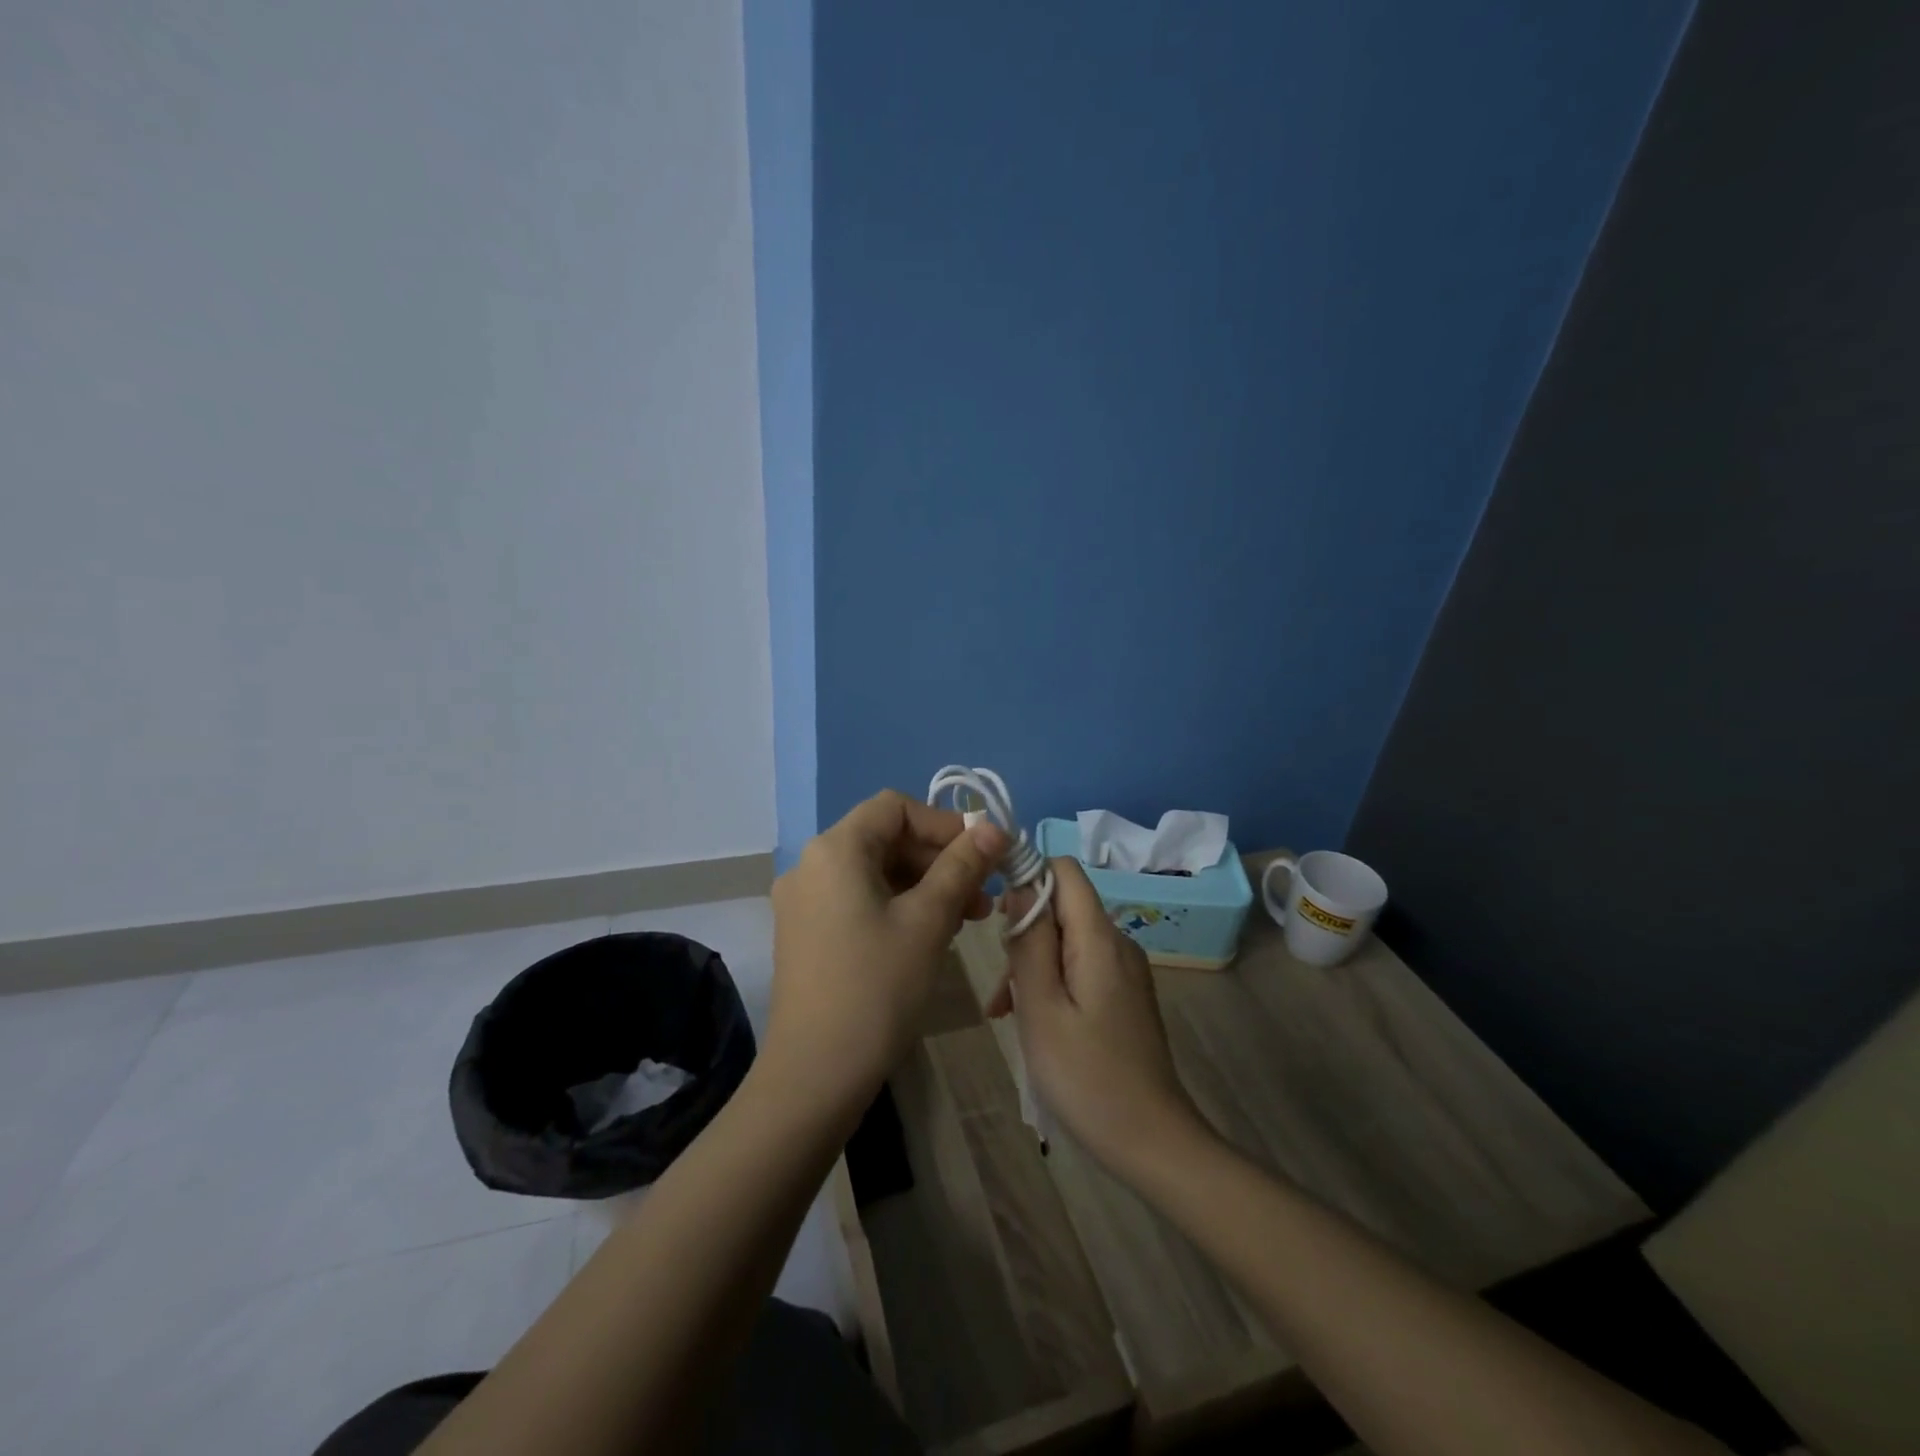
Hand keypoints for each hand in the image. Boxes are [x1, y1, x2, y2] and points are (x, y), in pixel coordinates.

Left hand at [767, 790, 1005, 1117]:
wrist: (815, 1075)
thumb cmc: (877, 988)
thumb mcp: (928, 921)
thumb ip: (962, 866)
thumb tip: (993, 827)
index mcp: (835, 849)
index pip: (895, 808)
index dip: (944, 823)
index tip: (984, 855)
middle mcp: (811, 864)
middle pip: (885, 838)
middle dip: (940, 859)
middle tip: (985, 895)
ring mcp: (804, 901)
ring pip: (876, 872)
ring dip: (925, 885)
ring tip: (969, 918)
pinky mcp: (807, 933)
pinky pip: (859, 900)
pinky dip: (899, 906)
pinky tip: (932, 934)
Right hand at [1003, 858, 1208, 1174]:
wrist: (1152, 1142)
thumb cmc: (1086, 1077)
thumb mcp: (1042, 1008)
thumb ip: (1030, 942)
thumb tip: (1020, 885)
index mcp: (1100, 939)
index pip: (1065, 871)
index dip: (1027, 874)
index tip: (993, 911)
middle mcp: (1118, 944)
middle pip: (1062, 907)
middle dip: (1023, 932)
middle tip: (999, 986)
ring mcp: (1125, 972)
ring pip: (1067, 941)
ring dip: (1032, 965)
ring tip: (1004, 1013)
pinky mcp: (1124, 996)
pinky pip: (1080, 968)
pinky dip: (1051, 983)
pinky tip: (1033, 1022)